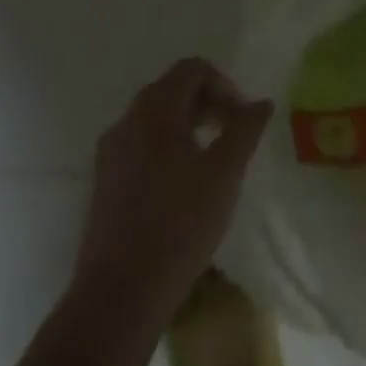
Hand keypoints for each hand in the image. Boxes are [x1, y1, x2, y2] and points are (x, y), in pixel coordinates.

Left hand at [75, 58, 273, 311]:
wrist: (119, 297)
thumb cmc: (179, 223)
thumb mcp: (225, 172)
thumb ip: (246, 129)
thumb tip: (262, 103)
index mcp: (156, 107)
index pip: (193, 69)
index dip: (224, 85)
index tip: (242, 118)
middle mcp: (128, 118)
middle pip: (173, 90)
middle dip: (207, 103)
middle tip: (231, 133)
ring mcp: (110, 152)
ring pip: (154, 119)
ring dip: (186, 125)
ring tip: (210, 158)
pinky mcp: (102, 183)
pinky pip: (139, 145)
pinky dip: (164, 148)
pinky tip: (180, 184)